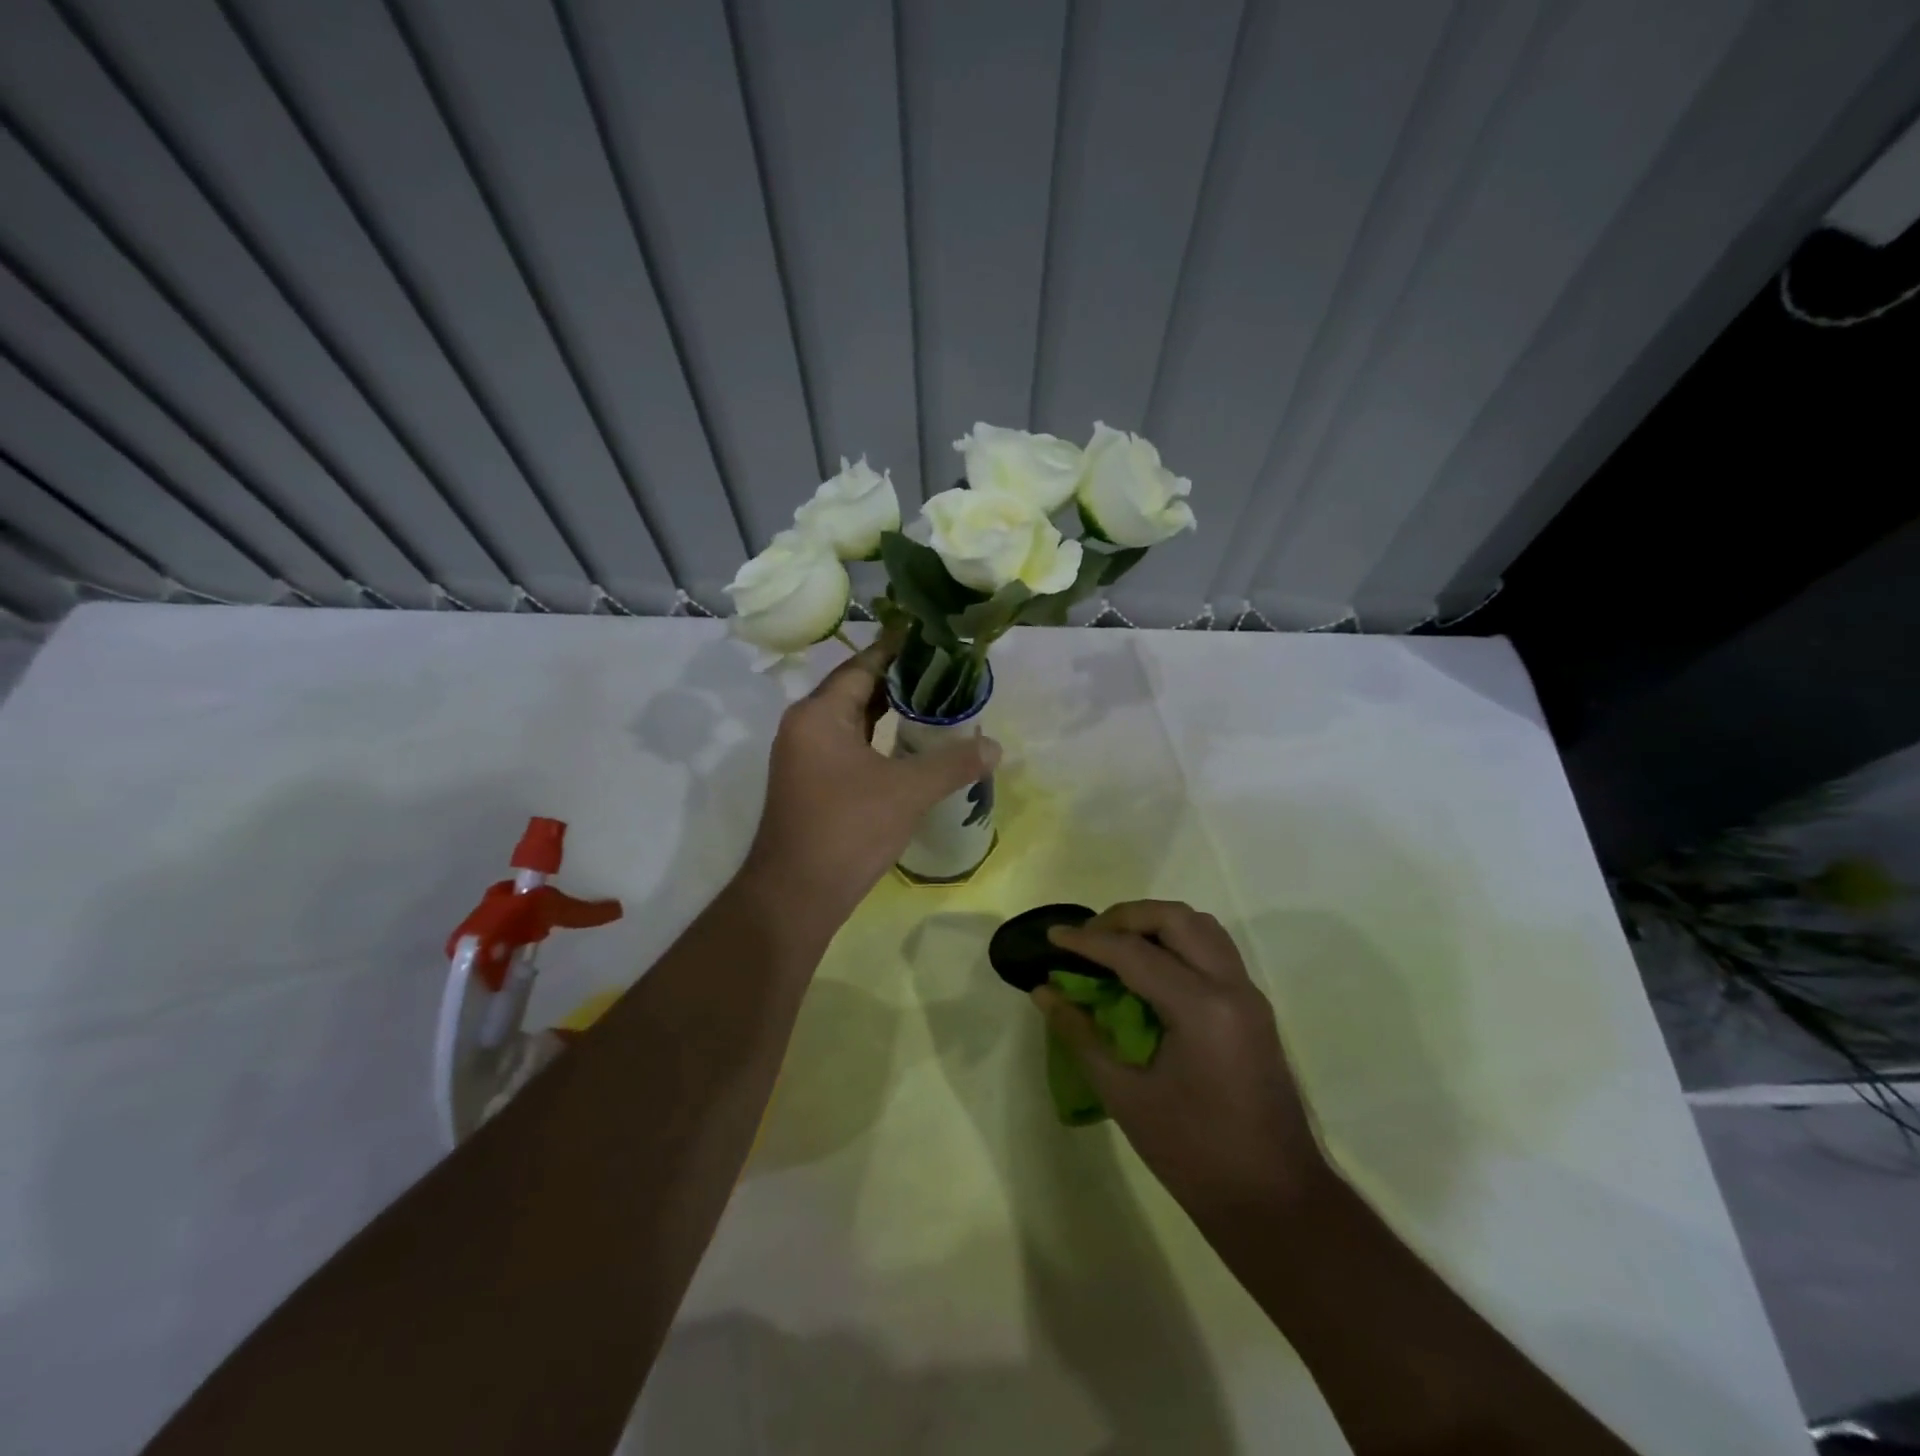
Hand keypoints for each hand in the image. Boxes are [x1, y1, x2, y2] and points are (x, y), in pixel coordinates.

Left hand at [743, 636, 1000, 927]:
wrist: (795, 896)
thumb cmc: (847, 831)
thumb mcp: (907, 792)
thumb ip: (953, 764)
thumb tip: (996, 747)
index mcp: (819, 714)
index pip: (863, 665)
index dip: (899, 648)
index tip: (933, 635)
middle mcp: (806, 726)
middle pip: (857, 688)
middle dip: (900, 679)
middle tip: (946, 668)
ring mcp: (805, 756)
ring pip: (853, 720)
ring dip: (890, 710)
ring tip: (935, 700)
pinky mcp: (811, 782)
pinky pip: (849, 745)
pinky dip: (878, 738)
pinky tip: (909, 743)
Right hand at [1036, 901, 1325, 1220]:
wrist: (1275, 1202)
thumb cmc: (1194, 1155)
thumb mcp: (1125, 1096)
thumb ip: (1081, 1035)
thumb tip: (1043, 992)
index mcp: (1200, 1008)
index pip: (1133, 953)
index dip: (1087, 941)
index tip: (1052, 936)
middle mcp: (1231, 987)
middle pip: (1175, 918)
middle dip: (1125, 917)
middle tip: (1088, 937)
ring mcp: (1249, 995)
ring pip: (1201, 926)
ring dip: (1155, 923)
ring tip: (1117, 945)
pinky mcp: (1254, 1008)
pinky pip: (1214, 949)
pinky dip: (1179, 941)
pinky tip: (1151, 969)